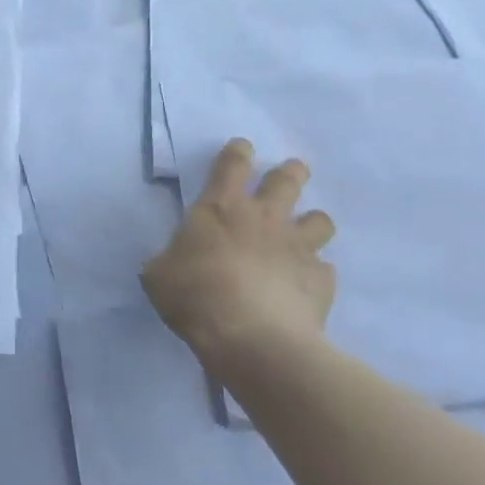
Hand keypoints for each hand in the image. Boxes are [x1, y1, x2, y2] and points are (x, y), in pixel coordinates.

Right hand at [141, 140, 335, 384]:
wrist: (251, 337)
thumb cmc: (195, 295)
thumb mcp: (159, 276)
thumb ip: (168, 261)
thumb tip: (172, 262)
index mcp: (220, 209)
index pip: (232, 165)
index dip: (237, 152)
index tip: (242, 147)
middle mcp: (264, 218)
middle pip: (287, 180)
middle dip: (291, 172)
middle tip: (292, 171)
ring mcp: (297, 247)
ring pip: (319, 220)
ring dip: (312, 222)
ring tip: (305, 232)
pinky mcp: (321, 280)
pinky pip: (324, 269)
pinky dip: (316, 273)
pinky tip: (305, 284)